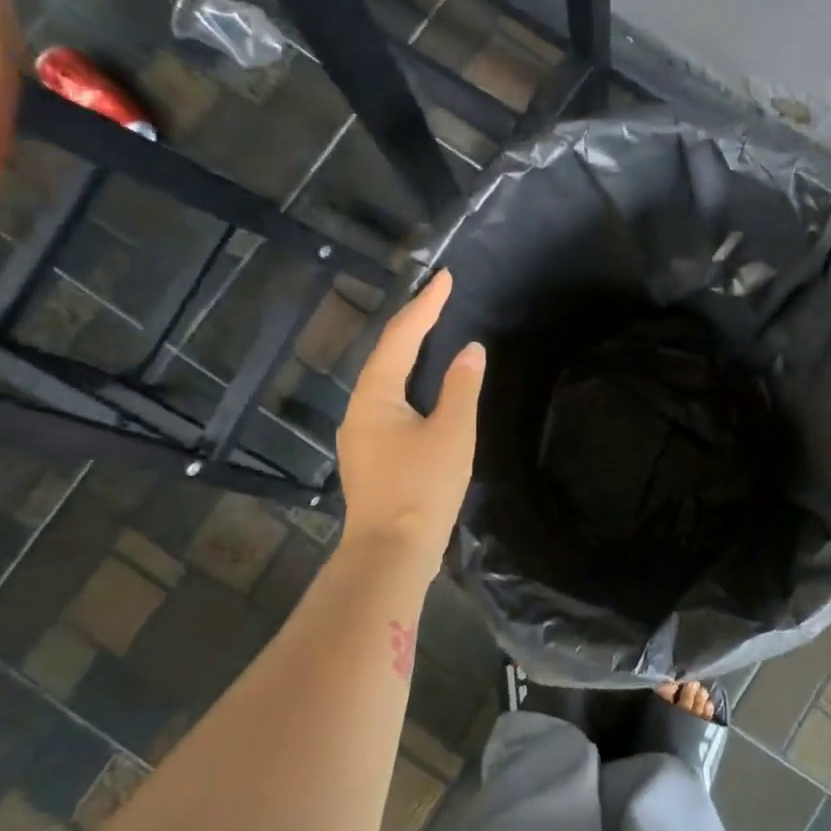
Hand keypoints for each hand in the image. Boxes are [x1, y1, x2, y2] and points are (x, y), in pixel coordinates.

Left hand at [336, 269, 484, 570]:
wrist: (390, 553)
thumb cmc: (422, 488)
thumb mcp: (452, 433)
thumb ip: (462, 387)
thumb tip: (470, 350)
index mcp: (375, 396)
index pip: (401, 337)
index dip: (425, 306)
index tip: (445, 278)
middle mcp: (360, 409)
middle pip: (386, 354)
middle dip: (413, 324)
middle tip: (441, 300)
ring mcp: (361, 435)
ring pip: (385, 380)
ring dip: (409, 353)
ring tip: (433, 334)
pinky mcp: (370, 456)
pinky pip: (388, 402)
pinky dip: (408, 382)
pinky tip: (423, 389)